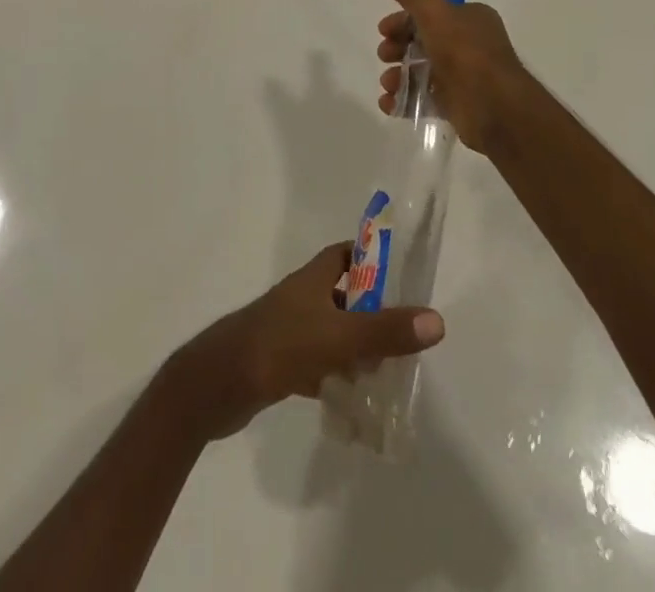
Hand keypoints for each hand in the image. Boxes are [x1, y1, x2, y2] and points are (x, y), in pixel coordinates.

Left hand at [163, 243, 444, 440]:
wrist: (217, 385)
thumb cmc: (279, 346)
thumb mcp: (338, 337)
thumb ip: (386, 331)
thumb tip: (437, 320)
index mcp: (311, 279)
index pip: (344, 254)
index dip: (370, 257)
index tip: (400, 274)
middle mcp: (299, 298)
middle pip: (341, 294)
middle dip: (370, 311)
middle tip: (402, 333)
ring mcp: (287, 331)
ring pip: (329, 331)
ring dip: (354, 347)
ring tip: (386, 370)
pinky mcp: (278, 364)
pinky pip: (315, 364)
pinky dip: (334, 376)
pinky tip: (351, 399)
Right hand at [375, 0, 529, 152]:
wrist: (496, 108)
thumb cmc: (465, 52)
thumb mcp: (433, 12)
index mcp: (469, 17)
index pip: (430, 12)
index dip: (402, 19)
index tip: (383, 29)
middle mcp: (468, 44)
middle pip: (422, 41)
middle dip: (397, 47)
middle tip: (384, 55)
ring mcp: (463, 76)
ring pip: (422, 70)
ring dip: (398, 75)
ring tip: (387, 84)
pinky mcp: (457, 104)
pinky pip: (425, 99)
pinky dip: (405, 101)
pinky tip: (389, 103)